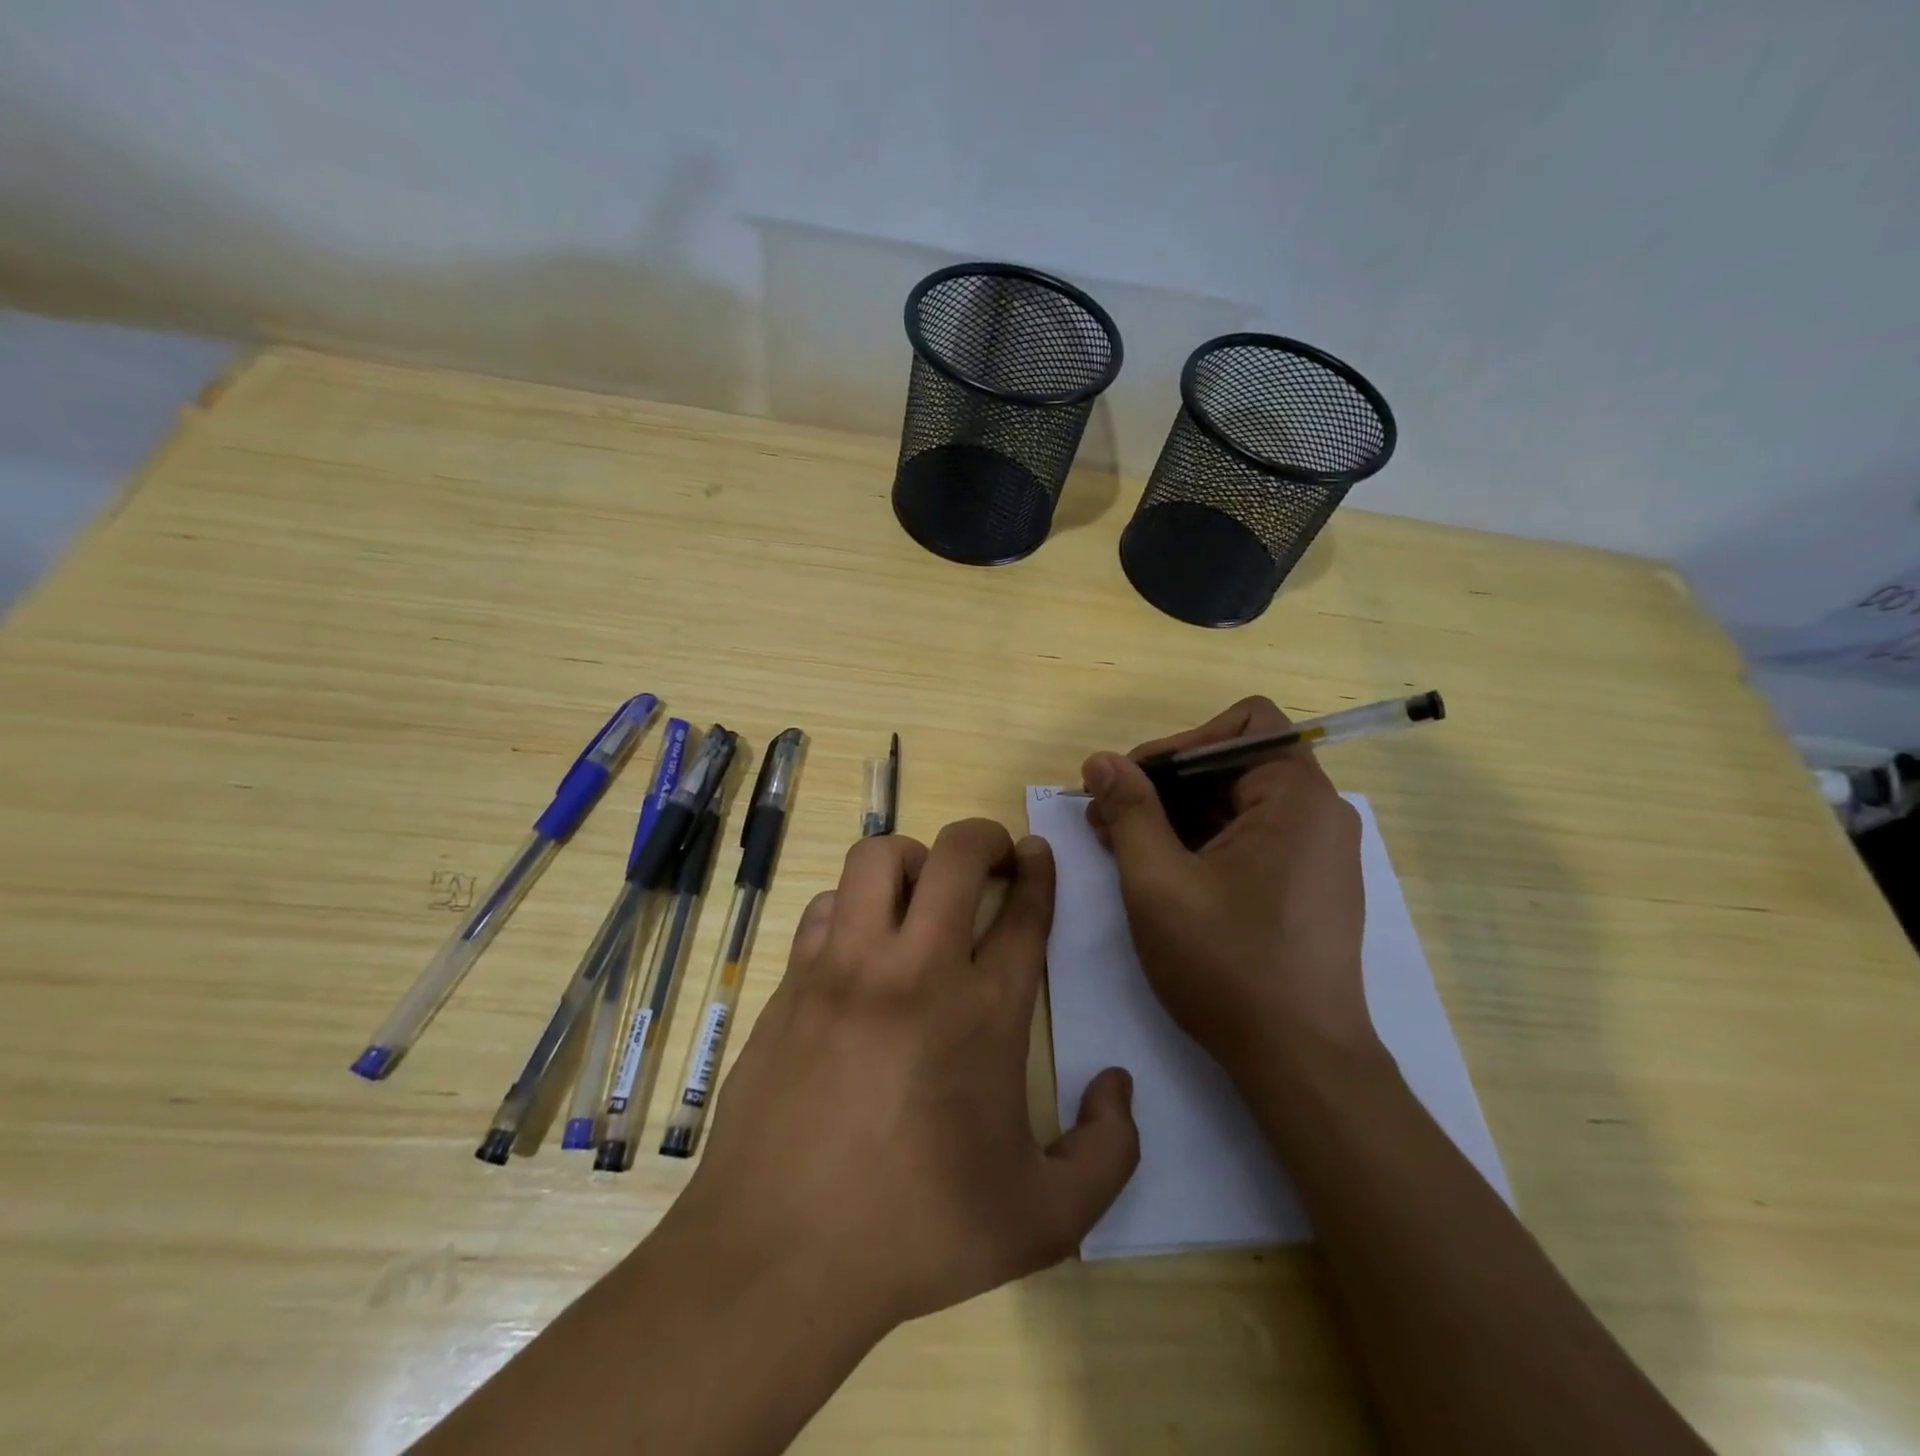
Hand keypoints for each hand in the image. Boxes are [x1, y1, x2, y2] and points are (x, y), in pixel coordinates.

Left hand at [668, 819, 1139, 1335]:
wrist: (778, 1258)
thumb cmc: (917, 1233)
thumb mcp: (1044, 1220)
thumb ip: (1109, 1153)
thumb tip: (1118, 1084)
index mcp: (983, 1011)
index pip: (1023, 910)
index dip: (1039, 871)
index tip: (1038, 854)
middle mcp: (915, 968)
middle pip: (955, 855)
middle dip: (984, 837)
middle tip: (993, 858)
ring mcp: (844, 968)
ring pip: (877, 858)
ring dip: (911, 860)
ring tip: (921, 894)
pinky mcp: (793, 982)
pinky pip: (825, 907)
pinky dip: (851, 907)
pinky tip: (858, 945)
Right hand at [1082, 697, 1377, 1075]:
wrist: (1299, 1062)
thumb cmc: (1227, 965)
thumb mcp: (1158, 882)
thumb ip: (1128, 811)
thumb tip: (1101, 760)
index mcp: (1296, 797)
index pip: (1242, 724)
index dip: (1180, 742)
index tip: (1133, 783)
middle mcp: (1318, 813)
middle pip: (1234, 762)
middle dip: (1166, 784)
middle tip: (1107, 818)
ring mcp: (1317, 852)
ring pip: (1237, 803)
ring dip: (1177, 816)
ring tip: (1122, 848)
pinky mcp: (1309, 884)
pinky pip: (1251, 837)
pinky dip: (1202, 842)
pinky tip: (1161, 874)